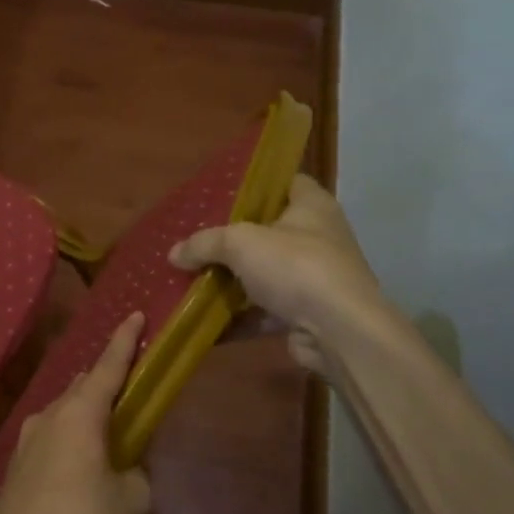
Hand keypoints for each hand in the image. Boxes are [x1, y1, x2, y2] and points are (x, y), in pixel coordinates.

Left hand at [0, 313, 151, 513]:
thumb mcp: (132, 500)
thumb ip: (137, 475)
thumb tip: (127, 469)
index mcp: (83, 412)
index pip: (110, 365)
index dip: (126, 340)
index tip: (135, 314)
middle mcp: (53, 412)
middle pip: (84, 384)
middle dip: (106, 379)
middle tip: (126, 384)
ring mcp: (29, 435)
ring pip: (64, 409)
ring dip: (85, 410)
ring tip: (104, 428)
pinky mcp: (18, 459)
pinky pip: (51, 433)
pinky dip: (69, 434)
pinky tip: (76, 460)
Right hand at [170, 174, 388, 373]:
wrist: (338, 332)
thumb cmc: (295, 267)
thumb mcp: (240, 243)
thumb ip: (205, 244)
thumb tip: (174, 254)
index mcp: (312, 206)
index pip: (288, 182)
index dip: (258, 184)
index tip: (223, 193)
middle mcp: (318, 237)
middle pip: (270, 231)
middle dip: (234, 238)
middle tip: (198, 238)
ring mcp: (314, 278)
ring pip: (265, 274)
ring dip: (233, 281)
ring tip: (193, 278)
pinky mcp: (306, 314)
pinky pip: (264, 311)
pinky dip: (239, 316)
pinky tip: (205, 320)